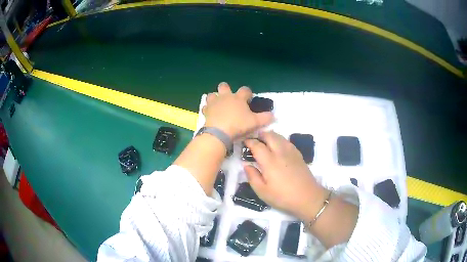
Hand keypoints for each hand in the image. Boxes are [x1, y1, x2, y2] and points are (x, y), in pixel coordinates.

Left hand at [202, 82, 272, 138]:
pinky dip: (208, 109)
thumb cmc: (238, 125)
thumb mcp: (255, 122)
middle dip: (226, 89)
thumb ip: (265, 118)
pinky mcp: (206, 110)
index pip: (245, 90)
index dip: (248, 93)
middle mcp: (226, 96)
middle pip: (224, 86)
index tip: (249, 99)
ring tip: (218, 105)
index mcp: (238, 98)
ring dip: (215, 98)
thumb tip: (274, 116)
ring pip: (212, 94)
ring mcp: (214, 102)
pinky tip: (211, 113)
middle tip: (230, 98)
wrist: (219, 132)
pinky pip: (206, 106)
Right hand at [243, 131, 328, 220]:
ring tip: (265, 141)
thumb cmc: (283, 197)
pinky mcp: (298, 155)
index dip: (249, 142)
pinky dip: (279, 140)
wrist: (308, 198)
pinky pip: (287, 141)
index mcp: (269, 161)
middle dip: (260, 134)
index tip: (244, 142)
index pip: (257, 145)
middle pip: (270, 136)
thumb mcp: (262, 192)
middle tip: (254, 139)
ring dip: (270, 136)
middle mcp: (280, 152)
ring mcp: (291, 152)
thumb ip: (252, 177)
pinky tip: (278, 147)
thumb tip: (246, 165)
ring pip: (279, 136)